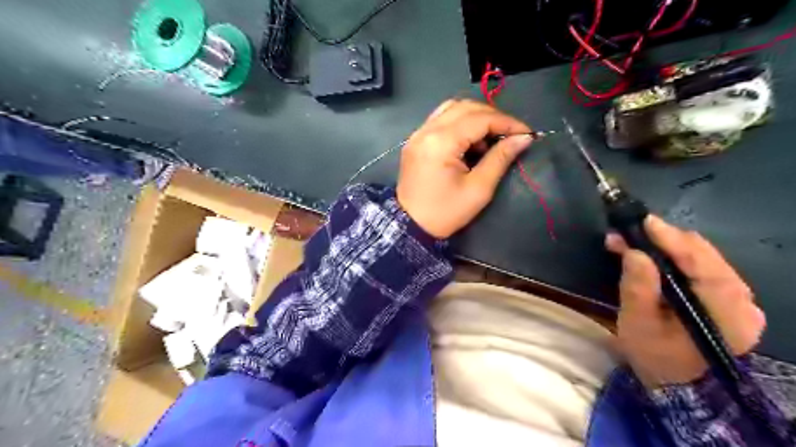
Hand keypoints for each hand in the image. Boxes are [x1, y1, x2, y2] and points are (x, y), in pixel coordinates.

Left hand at [396, 99, 530, 238]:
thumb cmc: (445, 213)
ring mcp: (418, 133)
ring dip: (476, 117)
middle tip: (510, 135)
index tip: (526, 133)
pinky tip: (470, 141)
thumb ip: (500, 158)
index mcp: (441, 142)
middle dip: (493, 117)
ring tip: (490, 138)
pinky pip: (441, 119)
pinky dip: (460, 123)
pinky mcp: (415, 140)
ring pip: (452, 108)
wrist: (410, 225)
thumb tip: (524, 138)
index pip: (480, 118)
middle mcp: (427, 130)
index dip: (507, 122)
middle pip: (465, 107)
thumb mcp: (478, 189)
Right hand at [608, 217, 767, 387]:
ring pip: (702, 257)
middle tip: (626, 234)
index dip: (667, 236)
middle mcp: (742, 299)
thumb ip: (638, 286)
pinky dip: (674, 258)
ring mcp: (738, 299)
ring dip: (665, 246)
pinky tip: (651, 257)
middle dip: (661, 238)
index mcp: (725, 307)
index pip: (699, 258)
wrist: (679, 387)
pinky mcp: (728, 300)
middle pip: (702, 253)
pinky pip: (702, 268)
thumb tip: (634, 251)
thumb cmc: (656, 357)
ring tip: (632, 243)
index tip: (639, 221)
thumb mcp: (638, 323)